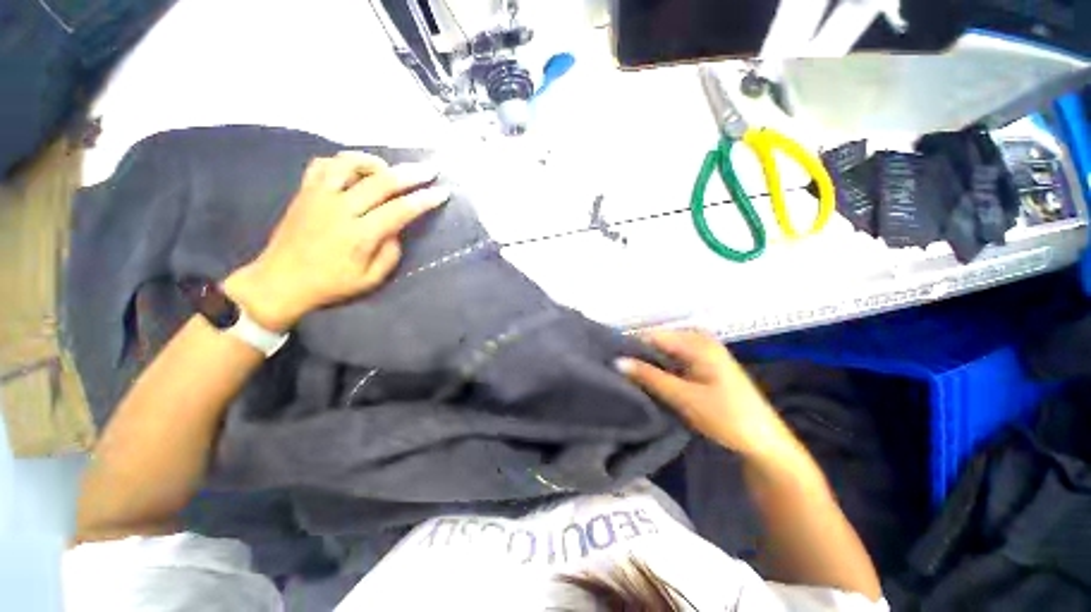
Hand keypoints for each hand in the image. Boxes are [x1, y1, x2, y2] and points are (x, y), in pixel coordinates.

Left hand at [224, 151, 449, 330]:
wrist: (280, 280)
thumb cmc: (330, 284)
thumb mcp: (370, 280)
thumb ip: (390, 254)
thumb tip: (397, 230)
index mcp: (359, 235)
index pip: (400, 210)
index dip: (425, 199)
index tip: (443, 192)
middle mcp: (340, 209)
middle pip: (381, 181)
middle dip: (411, 173)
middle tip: (430, 169)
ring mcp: (319, 196)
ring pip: (349, 163)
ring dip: (375, 162)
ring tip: (389, 169)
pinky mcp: (304, 191)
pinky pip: (323, 164)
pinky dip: (343, 162)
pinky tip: (355, 171)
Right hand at [616, 330, 795, 457]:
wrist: (764, 442)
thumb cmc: (727, 417)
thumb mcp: (683, 397)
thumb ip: (649, 376)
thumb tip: (617, 361)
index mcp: (696, 341)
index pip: (652, 336)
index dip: (630, 347)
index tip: (609, 361)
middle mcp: (698, 339)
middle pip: (658, 342)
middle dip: (638, 356)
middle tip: (617, 372)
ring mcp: (702, 351)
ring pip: (664, 352)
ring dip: (648, 364)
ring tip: (627, 377)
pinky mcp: (702, 364)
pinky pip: (673, 360)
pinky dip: (660, 370)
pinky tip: (648, 381)